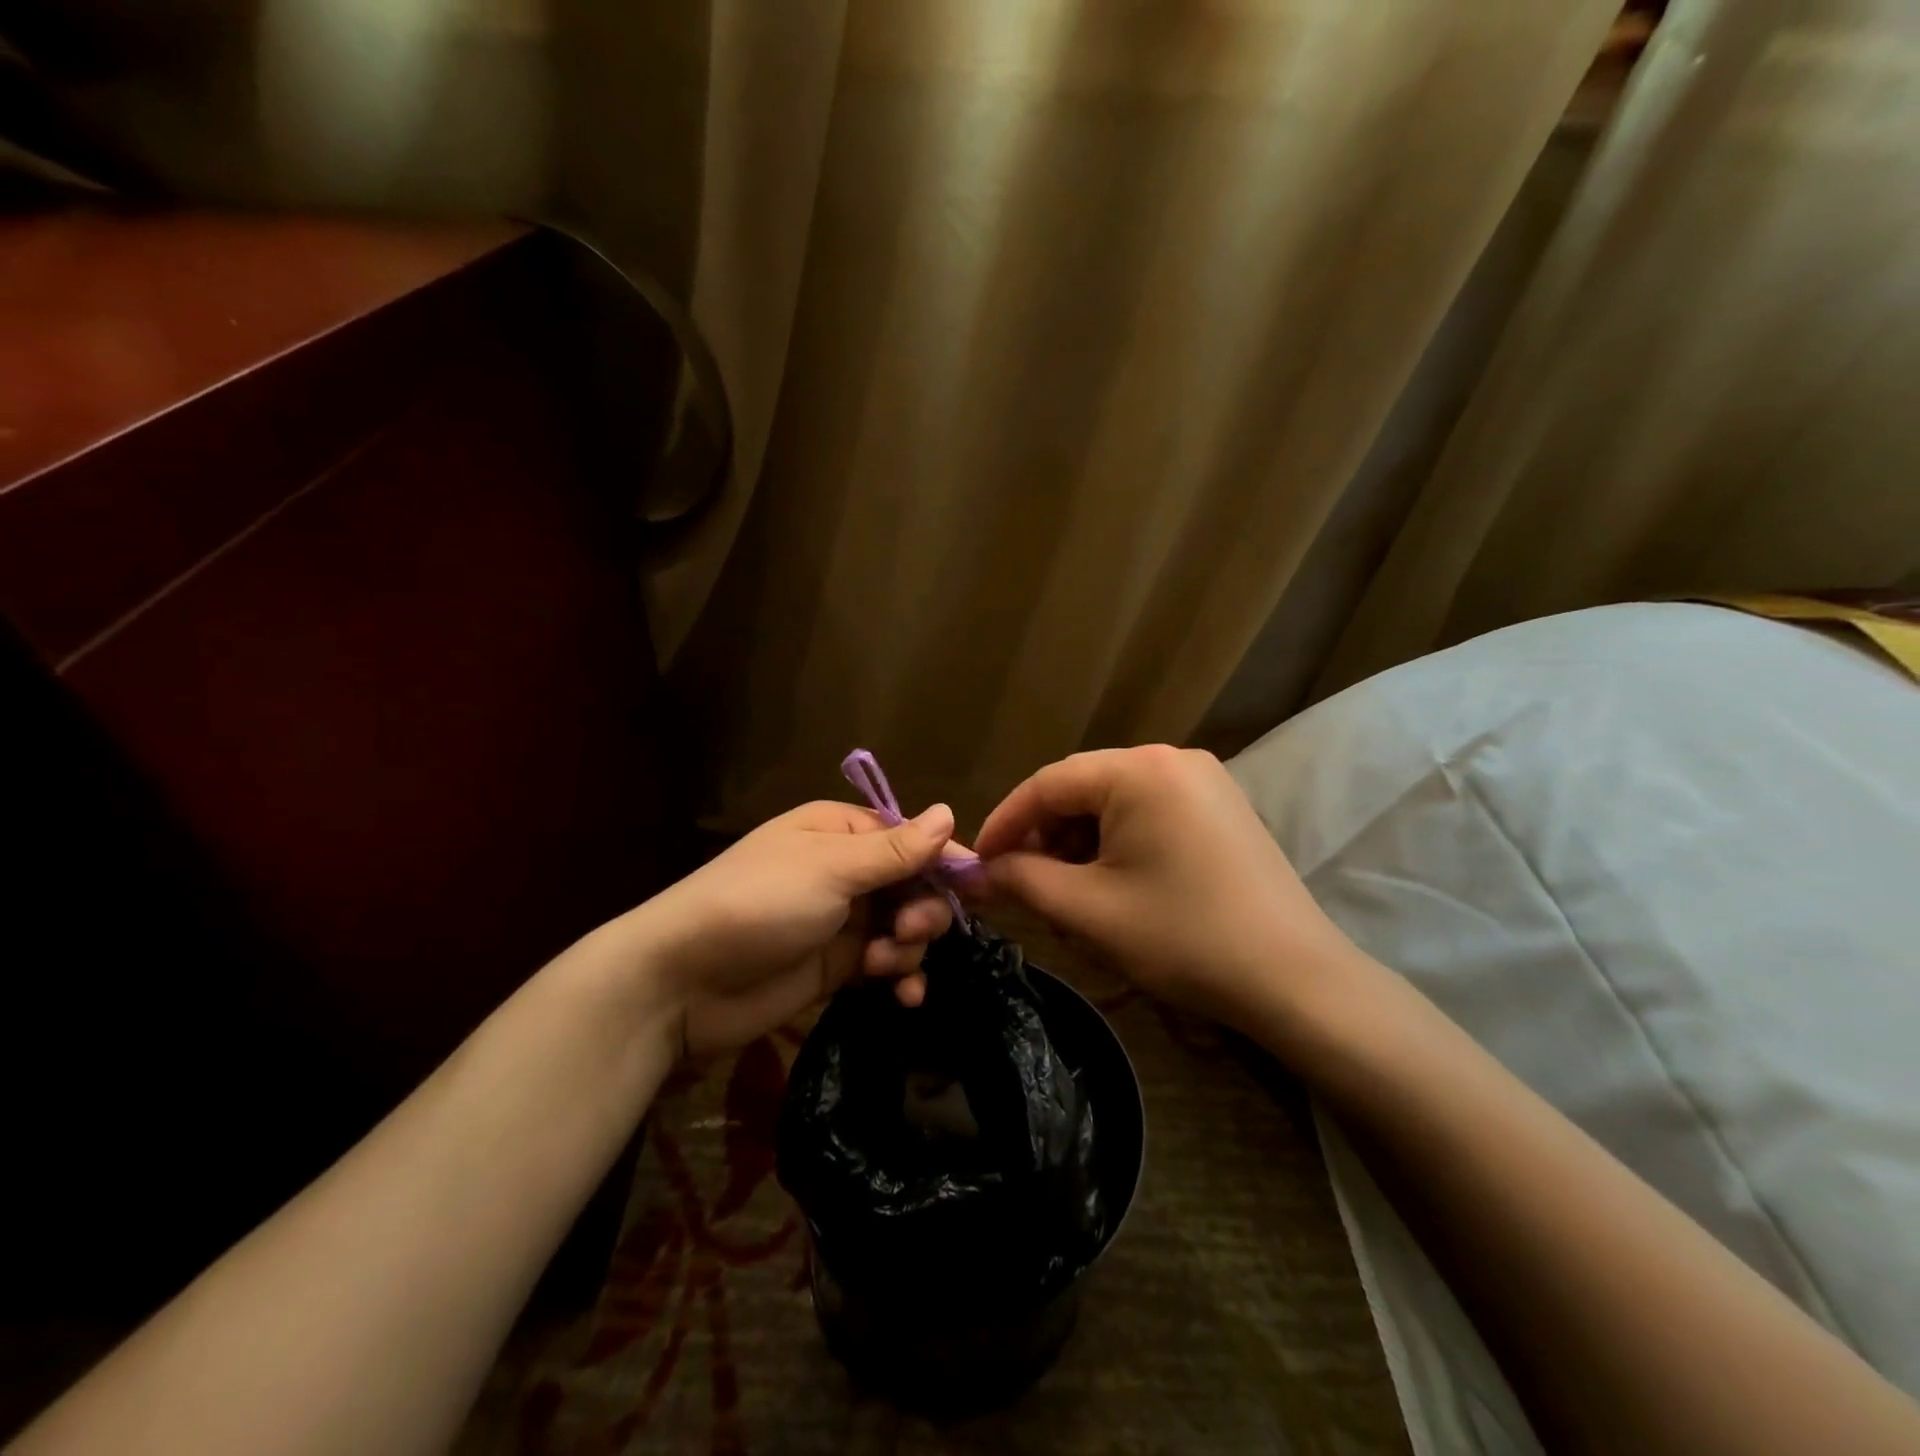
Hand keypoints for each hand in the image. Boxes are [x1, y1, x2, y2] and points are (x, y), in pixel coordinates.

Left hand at [635, 800, 959, 1054]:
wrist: (682, 982)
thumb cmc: (758, 904)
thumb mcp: (830, 869)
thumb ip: (894, 850)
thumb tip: (949, 813)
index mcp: (840, 832)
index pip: (910, 838)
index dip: (945, 860)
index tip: (980, 887)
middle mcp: (844, 871)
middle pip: (913, 884)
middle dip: (923, 908)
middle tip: (910, 930)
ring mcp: (840, 920)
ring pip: (904, 926)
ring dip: (908, 946)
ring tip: (884, 963)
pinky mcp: (835, 966)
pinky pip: (886, 964)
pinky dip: (900, 976)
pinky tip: (903, 995)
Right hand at [972, 746, 1370, 1037]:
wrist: (1295, 980)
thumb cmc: (1183, 938)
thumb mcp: (1088, 911)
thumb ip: (1021, 881)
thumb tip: (972, 874)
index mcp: (1139, 770)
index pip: (1048, 783)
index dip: (1005, 822)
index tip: (978, 863)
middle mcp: (1172, 758)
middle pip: (1082, 788)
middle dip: (1044, 835)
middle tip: (1021, 883)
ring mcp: (1203, 781)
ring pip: (1115, 802)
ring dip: (1079, 842)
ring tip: (1066, 891)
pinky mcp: (1221, 807)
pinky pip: (1149, 812)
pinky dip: (1118, 842)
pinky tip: (1112, 883)